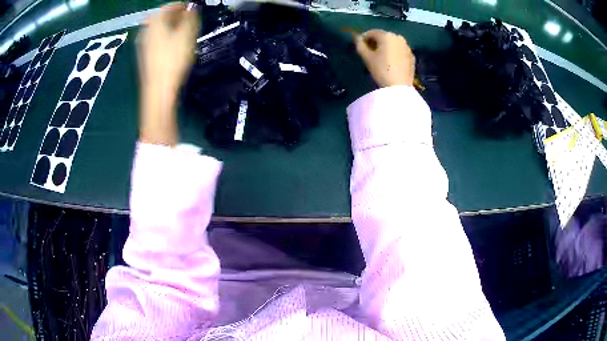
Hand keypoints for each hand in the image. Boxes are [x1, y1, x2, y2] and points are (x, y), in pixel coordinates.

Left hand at [138, 3, 199, 145]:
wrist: (158, 89)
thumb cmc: (172, 60)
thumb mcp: (186, 34)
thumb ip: (190, 17)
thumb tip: (192, 7)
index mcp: (154, 23)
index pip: (166, 7)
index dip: (178, 5)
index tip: (189, 7)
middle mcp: (145, 31)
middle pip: (159, 18)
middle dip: (173, 16)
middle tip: (186, 18)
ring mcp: (143, 45)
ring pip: (157, 30)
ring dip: (169, 27)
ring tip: (182, 31)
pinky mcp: (145, 57)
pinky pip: (155, 40)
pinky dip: (164, 37)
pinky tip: (173, 45)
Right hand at [354, 29, 414, 87]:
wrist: (399, 87)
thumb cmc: (381, 70)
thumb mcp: (367, 57)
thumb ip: (359, 45)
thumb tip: (356, 37)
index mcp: (386, 35)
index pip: (371, 32)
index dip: (363, 38)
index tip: (360, 47)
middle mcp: (398, 37)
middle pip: (383, 36)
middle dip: (375, 42)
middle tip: (369, 52)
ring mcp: (406, 46)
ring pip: (392, 43)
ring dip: (385, 47)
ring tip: (380, 57)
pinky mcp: (411, 55)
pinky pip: (399, 50)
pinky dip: (393, 52)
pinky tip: (390, 62)